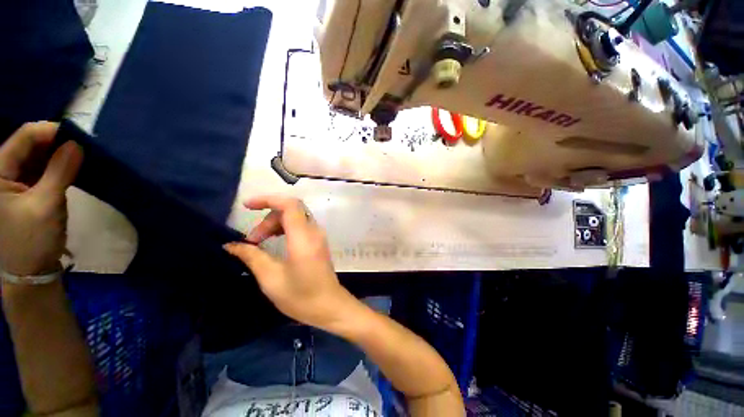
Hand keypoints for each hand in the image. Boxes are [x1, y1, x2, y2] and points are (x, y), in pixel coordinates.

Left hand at [0, 122, 82, 275]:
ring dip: (57, 155)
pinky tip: (70, 167)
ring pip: (35, 156)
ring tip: (80, 156)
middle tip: (83, 146)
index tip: (78, 135)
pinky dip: (56, 166)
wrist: (30, 271)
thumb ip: (60, 172)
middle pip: (28, 145)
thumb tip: (77, 145)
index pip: (23, 138)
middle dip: (55, 143)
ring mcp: (12, 181)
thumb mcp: (46, 205)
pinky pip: (39, 169)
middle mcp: (1, 172)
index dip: (50, 131)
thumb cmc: (32, 240)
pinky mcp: (24, 190)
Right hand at [224, 196, 358, 330]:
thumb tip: (231, 245)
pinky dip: (285, 228)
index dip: (268, 199)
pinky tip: (275, 243)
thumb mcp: (271, 278)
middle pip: (291, 210)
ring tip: (259, 243)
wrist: (329, 306)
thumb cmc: (300, 296)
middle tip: (252, 240)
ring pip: (296, 217)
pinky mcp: (319, 242)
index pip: (289, 205)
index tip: (247, 206)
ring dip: (275, 224)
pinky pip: (301, 226)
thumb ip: (252, 256)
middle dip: (268, 219)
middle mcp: (314, 231)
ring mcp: (319, 236)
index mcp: (303, 237)